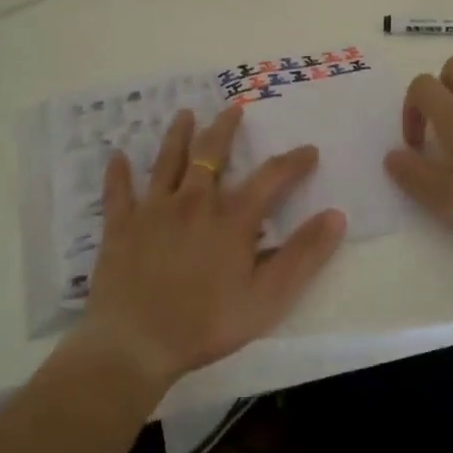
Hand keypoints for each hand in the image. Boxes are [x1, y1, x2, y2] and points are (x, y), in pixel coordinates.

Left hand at [79, 105, 346, 394]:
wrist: (136, 344)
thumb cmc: (206, 324)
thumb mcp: (267, 298)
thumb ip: (303, 256)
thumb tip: (336, 215)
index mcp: (231, 218)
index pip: (270, 178)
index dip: (293, 162)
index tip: (309, 149)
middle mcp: (193, 201)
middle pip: (211, 153)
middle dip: (225, 128)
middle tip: (234, 108)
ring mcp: (153, 210)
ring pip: (167, 161)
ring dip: (177, 135)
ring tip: (184, 114)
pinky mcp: (121, 226)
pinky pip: (118, 192)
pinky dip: (118, 173)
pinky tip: (116, 156)